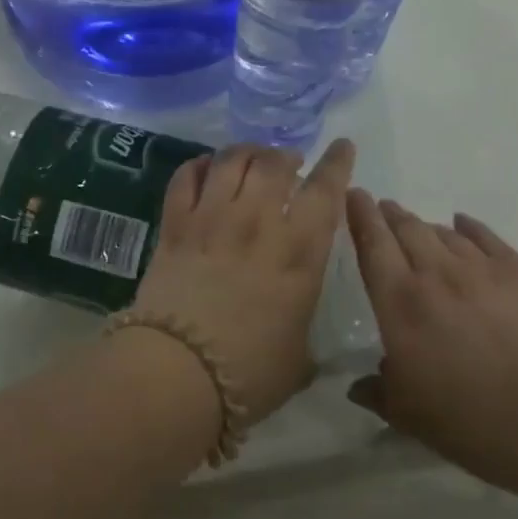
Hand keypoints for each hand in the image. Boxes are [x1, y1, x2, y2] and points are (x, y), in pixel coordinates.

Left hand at [131, 141, 355, 421]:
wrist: (178, 371)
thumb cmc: (249, 373)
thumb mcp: (299, 358)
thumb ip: (304, 329)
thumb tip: (299, 326)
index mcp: (299, 252)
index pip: (325, 191)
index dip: (336, 163)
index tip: (342, 146)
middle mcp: (258, 222)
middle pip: (275, 164)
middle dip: (287, 155)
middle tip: (290, 162)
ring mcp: (212, 218)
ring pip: (232, 161)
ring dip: (247, 152)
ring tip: (252, 158)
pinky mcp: (175, 224)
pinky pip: (188, 177)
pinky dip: (200, 165)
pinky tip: (206, 168)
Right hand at [344, 193, 517, 494]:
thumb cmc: (476, 423)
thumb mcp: (411, 417)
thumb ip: (378, 393)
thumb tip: (358, 386)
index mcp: (400, 303)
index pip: (372, 245)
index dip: (360, 216)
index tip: (353, 195)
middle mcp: (436, 274)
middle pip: (407, 229)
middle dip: (389, 214)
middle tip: (380, 207)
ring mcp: (482, 269)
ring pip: (444, 232)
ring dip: (424, 225)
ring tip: (416, 226)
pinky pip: (486, 237)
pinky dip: (468, 227)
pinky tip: (463, 224)